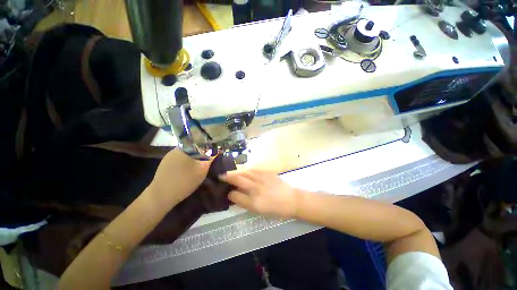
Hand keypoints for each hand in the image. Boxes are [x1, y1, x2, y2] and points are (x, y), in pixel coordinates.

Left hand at [149, 149, 211, 206]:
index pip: (198, 142)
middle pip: (192, 149)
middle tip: (207, 160)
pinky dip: (186, 165)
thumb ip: (210, 158)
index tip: (212, 152)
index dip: (207, 147)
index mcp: (183, 148)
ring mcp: (167, 159)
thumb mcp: (202, 169)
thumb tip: (216, 150)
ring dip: (193, 160)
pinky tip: (188, 172)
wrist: (161, 197)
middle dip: (200, 154)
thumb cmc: (184, 180)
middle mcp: (174, 151)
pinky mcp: (164, 167)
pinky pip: (179, 162)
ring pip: (185, 156)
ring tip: (199, 166)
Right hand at [219, 170, 299, 217]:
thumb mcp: (259, 211)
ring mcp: (262, 179)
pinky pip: (254, 170)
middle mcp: (256, 188)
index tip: (227, 192)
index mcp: (253, 202)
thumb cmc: (276, 209)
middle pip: (238, 179)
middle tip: (221, 176)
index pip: (235, 195)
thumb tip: (235, 196)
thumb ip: (245, 203)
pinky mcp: (267, 173)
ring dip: (237, 172)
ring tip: (232, 173)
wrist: (291, 199)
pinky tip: (245, 172)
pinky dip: (247, 171)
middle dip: (227, 177)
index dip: (229, 194)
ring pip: (245, 172)